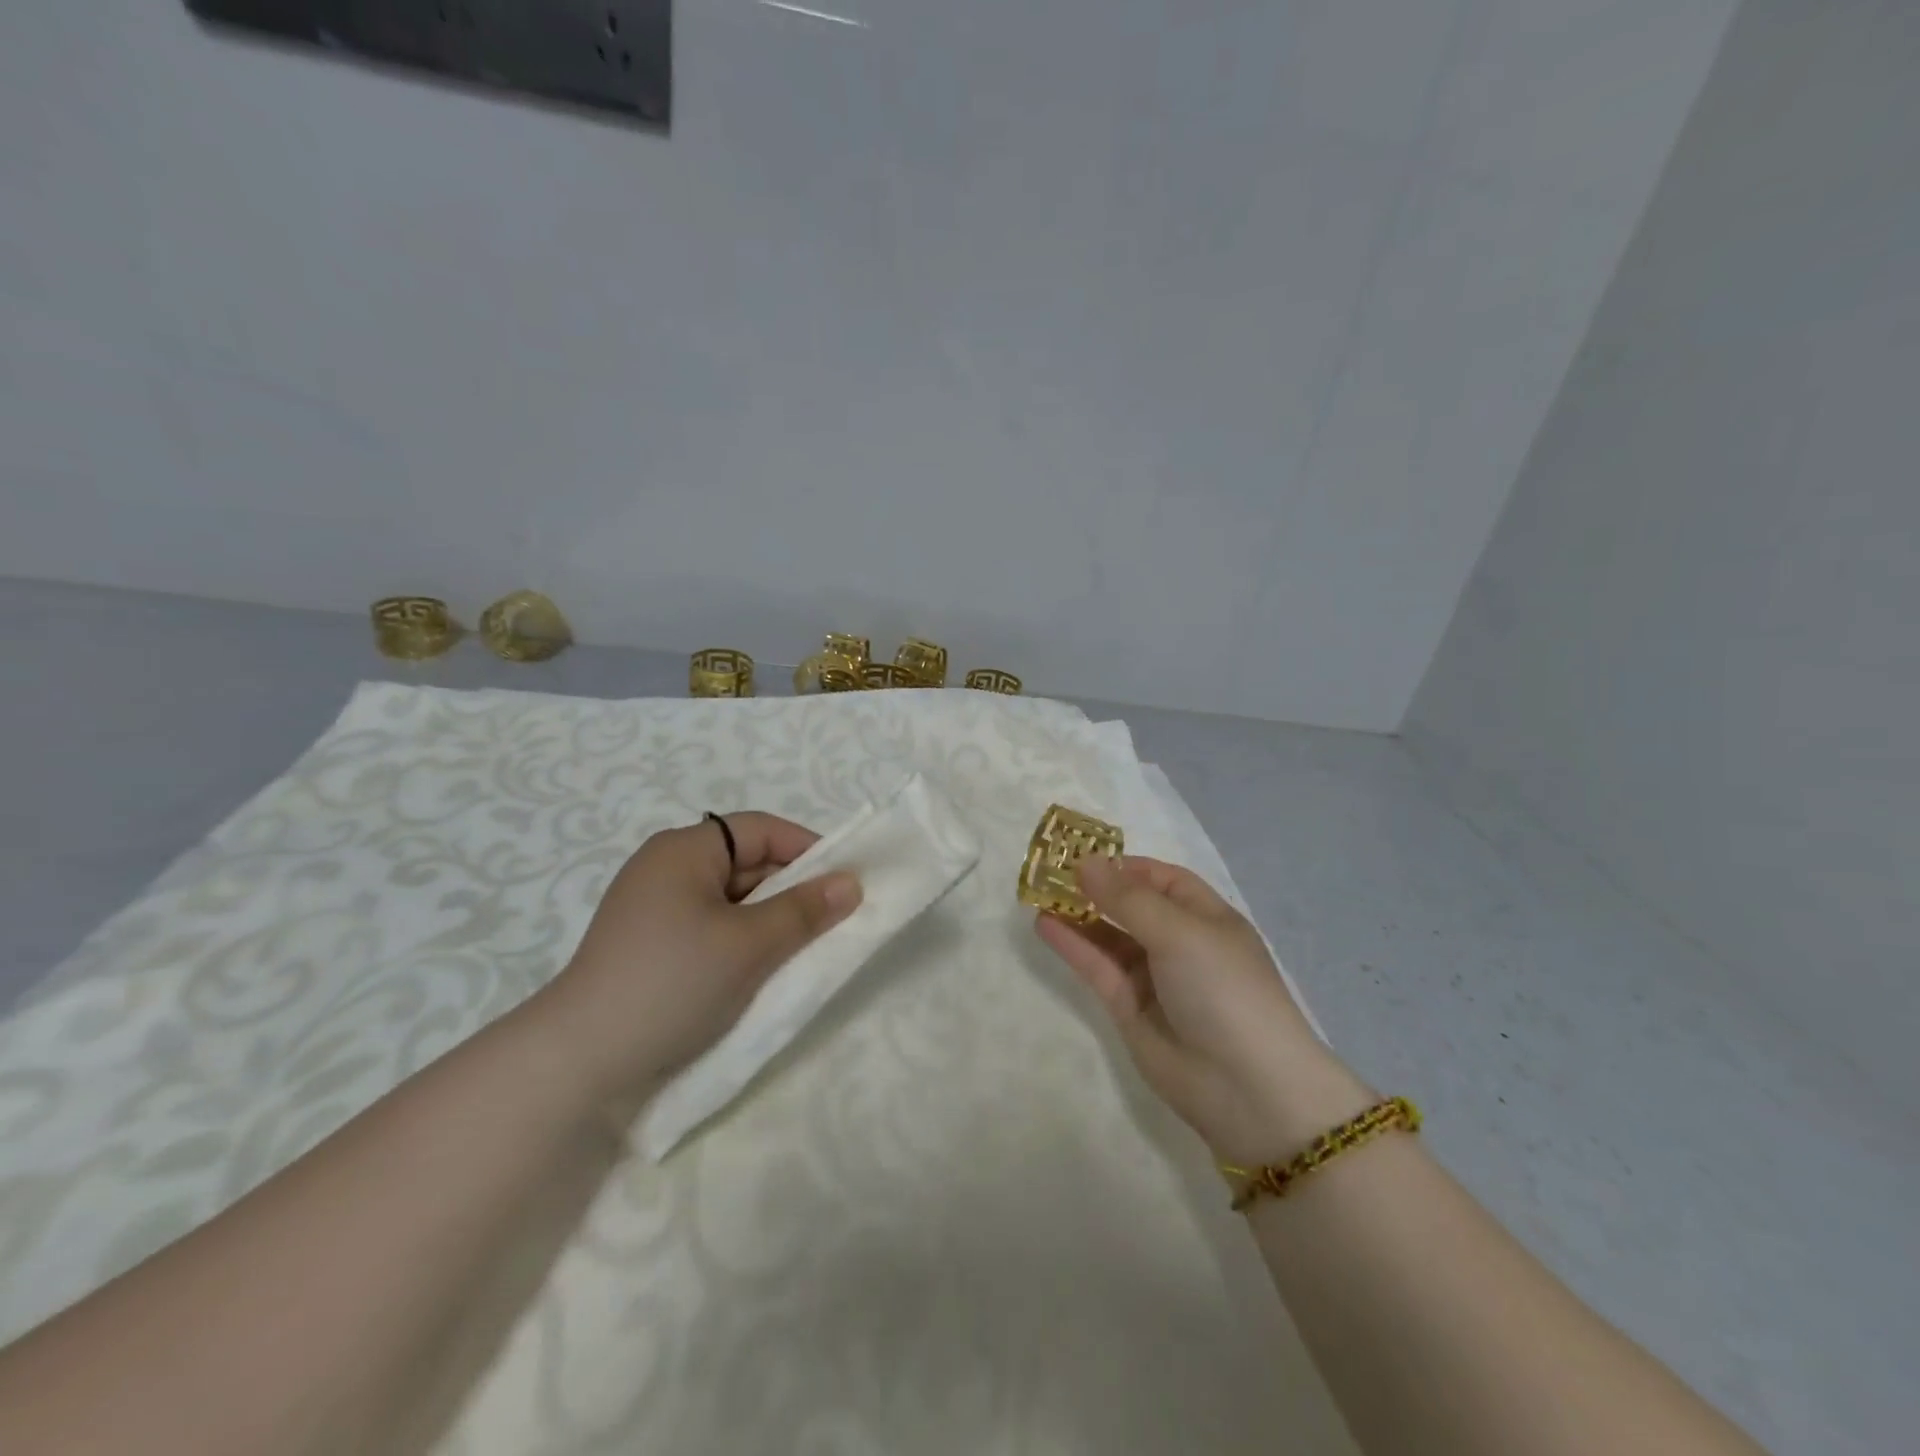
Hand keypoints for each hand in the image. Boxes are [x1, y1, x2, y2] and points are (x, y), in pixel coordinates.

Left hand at [537, 812, 861, 1103]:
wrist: (578, 1061)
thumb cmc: (672, 982)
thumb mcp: (750, 944)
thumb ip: (804, 910)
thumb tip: (852, 883)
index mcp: (684, 850)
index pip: (760, 830)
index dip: (807, 848)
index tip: (844, 881)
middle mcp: (666, 868)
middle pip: (745, 862)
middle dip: (791, 888)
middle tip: (831, 919)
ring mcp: (653, 908)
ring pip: (730, 898)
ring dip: (768, 918)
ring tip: (802, 947)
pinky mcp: (649, 944)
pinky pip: (711, 925)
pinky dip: (742, 939)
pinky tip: (761, 967)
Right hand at [1035, 856, 1371, 1164]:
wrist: (1246, 1087)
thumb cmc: (1223, 989)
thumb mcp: (1179, 931)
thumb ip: (1126, 898)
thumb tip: (1085, 861)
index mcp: (1206, 917)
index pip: (1162, 879)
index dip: (1125, 866)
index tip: (1082, 856)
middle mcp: (1179, 942)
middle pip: (1131, 905)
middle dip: (1094, 888)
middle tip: (1048, 871)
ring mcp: (1153, 977)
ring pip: (1108, 936)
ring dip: (1076, 914)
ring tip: (1036, 893)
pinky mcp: (1128, 1008)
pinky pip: (1097, 967)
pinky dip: (1072, 945)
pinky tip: (1043, 924)